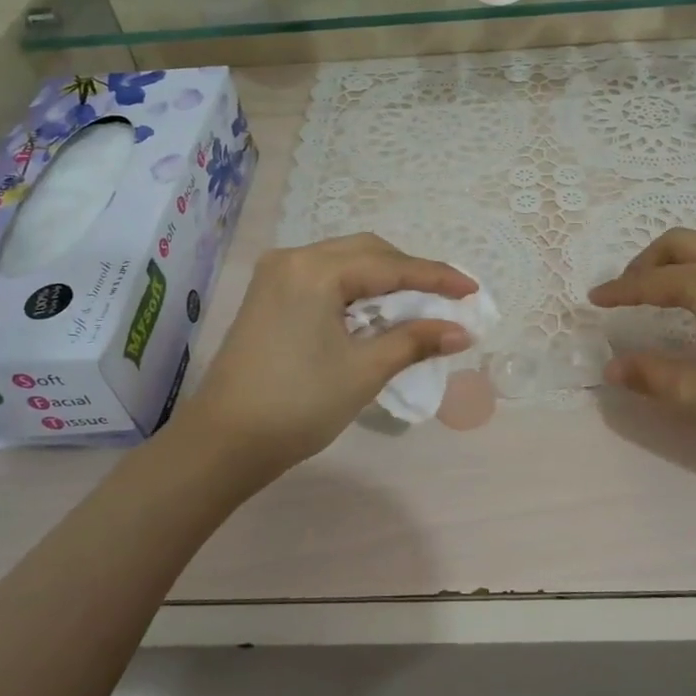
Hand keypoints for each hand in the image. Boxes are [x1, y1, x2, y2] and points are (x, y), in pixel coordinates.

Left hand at [183, 234, 476, 478]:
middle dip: (410, 273)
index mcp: (315, 271)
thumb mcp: (363, 371)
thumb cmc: (297, 405)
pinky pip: (324, 278)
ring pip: (345, 262)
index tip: (472, 291)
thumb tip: (462, 331)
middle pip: (367, 252)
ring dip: (383, 280)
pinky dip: (356, 290)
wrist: (223, 442)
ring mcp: (276, 275)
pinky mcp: (268, 295)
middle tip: (446, 298)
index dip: (436, 278)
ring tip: (417, 306)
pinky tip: (375, 313)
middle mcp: (293, 259)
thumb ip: (415, 341)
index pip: (390, 266)